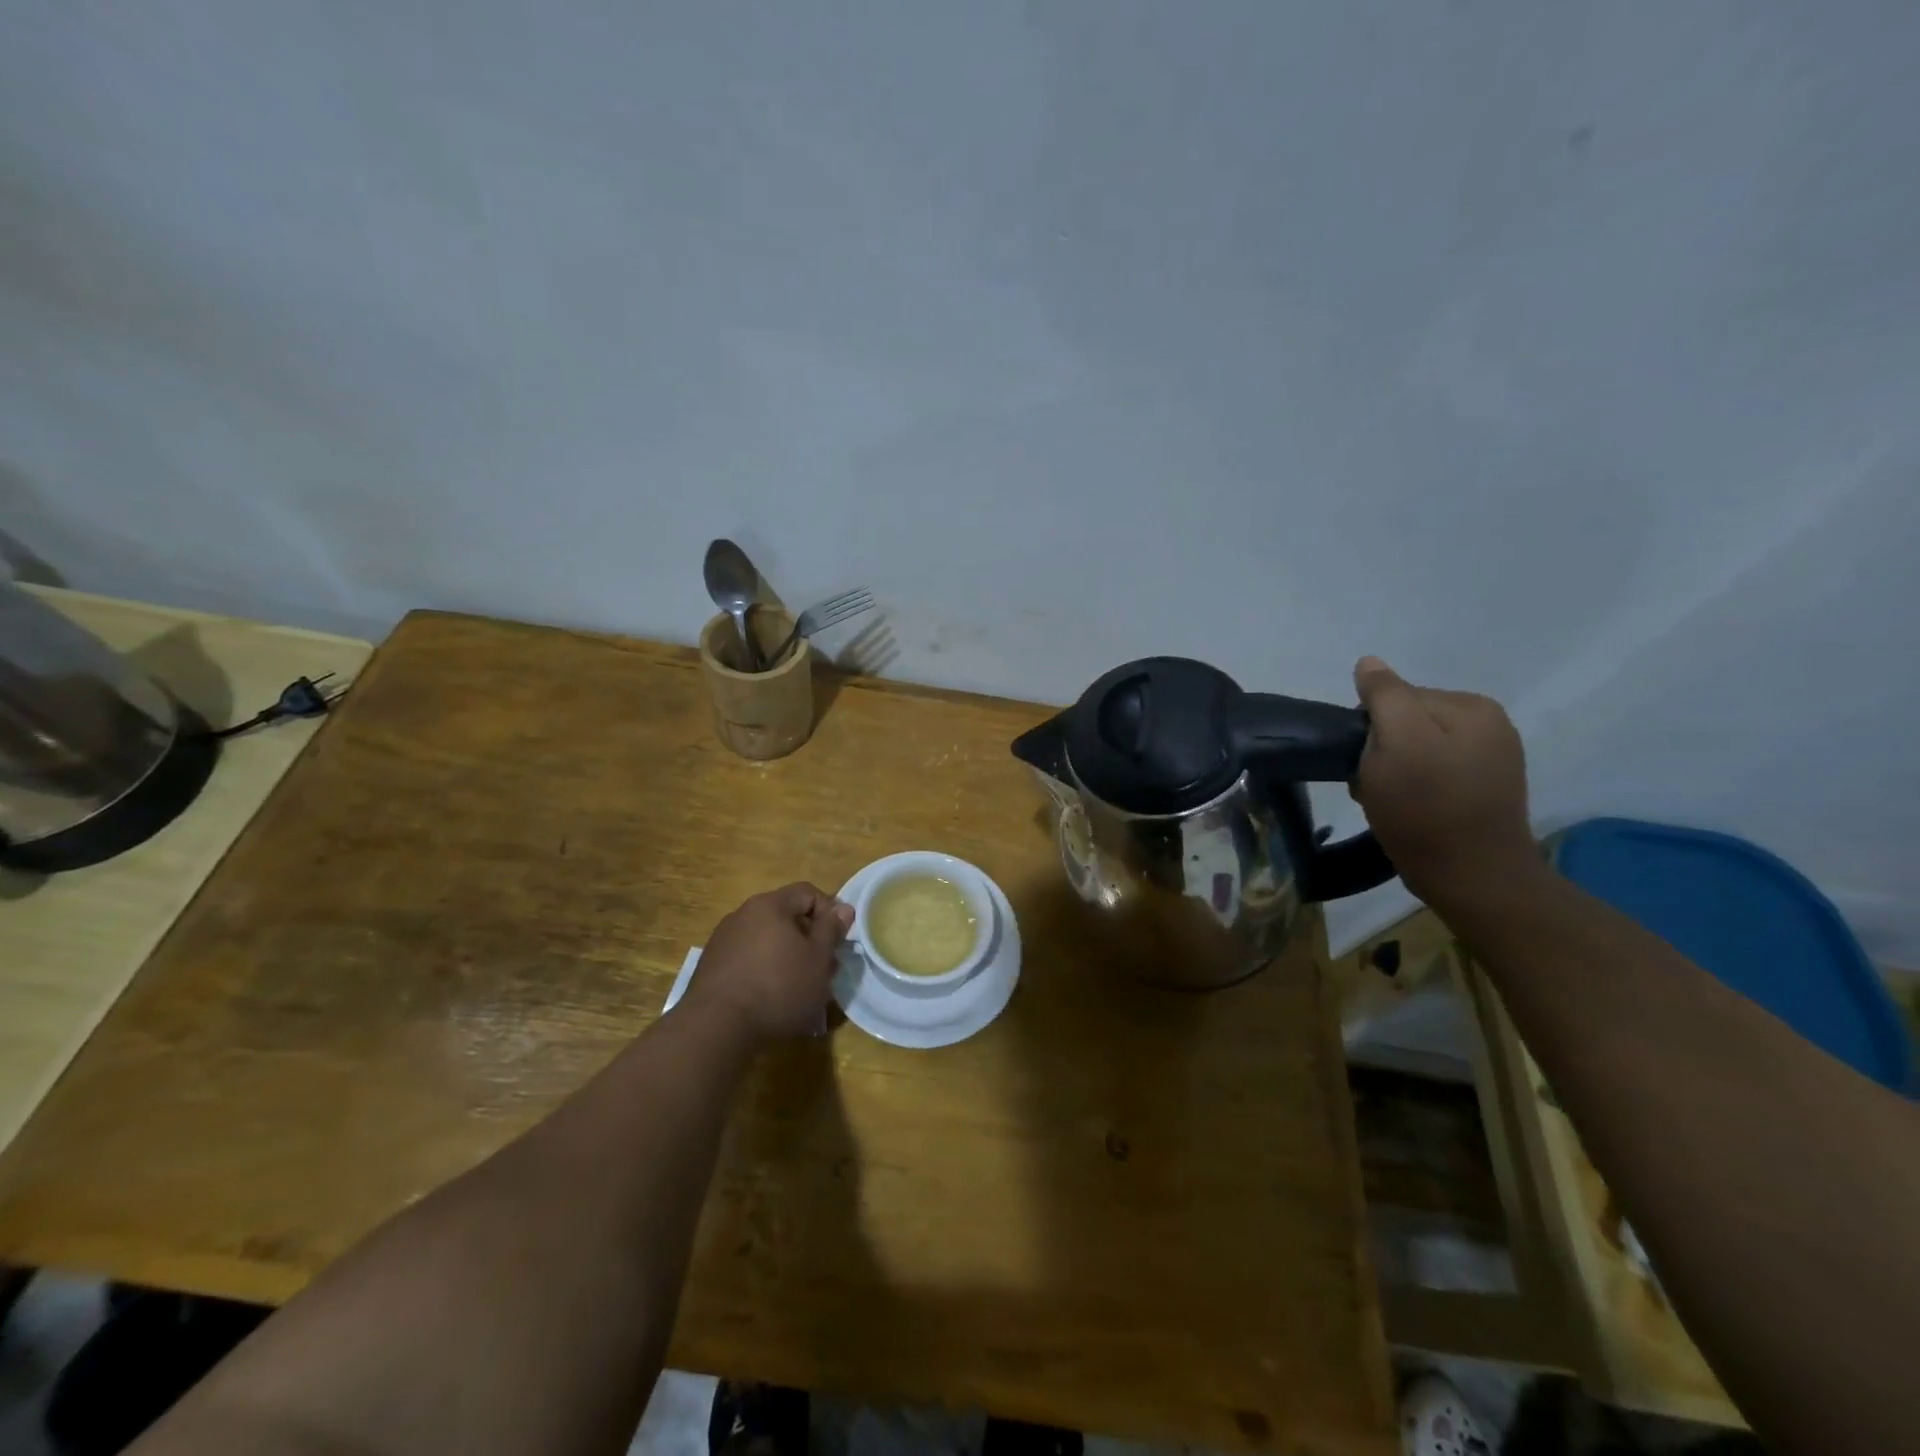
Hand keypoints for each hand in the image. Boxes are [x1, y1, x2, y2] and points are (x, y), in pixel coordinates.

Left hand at [681, 883, 854, 1042]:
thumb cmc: (778, 987)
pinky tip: (771, 998)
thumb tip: (843, 907)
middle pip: (786, 916)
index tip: (838, 941)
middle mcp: (743, 914)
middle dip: (809, 939)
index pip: (808, 892)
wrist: (716, 1027)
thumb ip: (832, 930)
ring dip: (787, 957)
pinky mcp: (711, 967)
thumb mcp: (818, 959)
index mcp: (770, 905)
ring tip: (800, 988)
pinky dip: (765, 971)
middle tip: (823, 969)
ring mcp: (723, 940)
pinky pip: (748, 959)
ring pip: (767, 940)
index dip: (830, 912)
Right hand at [1349, 656, 1538, 907]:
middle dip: (1382, 750)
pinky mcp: (1484, 791)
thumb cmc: (1427, 809)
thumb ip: (1384, 696)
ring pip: (1415, 750)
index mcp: (1472, 706)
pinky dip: (1412, 789)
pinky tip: (1408, 811)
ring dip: (1392, 772)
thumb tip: (1369, 662)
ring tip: (1388, 802)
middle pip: (1407, 722)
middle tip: (1373, 787)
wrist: (1474, 880)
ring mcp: (1491, 760)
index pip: (1398, 697)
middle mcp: (1490, 725)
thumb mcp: (1397, 743)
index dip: (1371, 729)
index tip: (1364, 763)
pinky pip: (1432, 774)